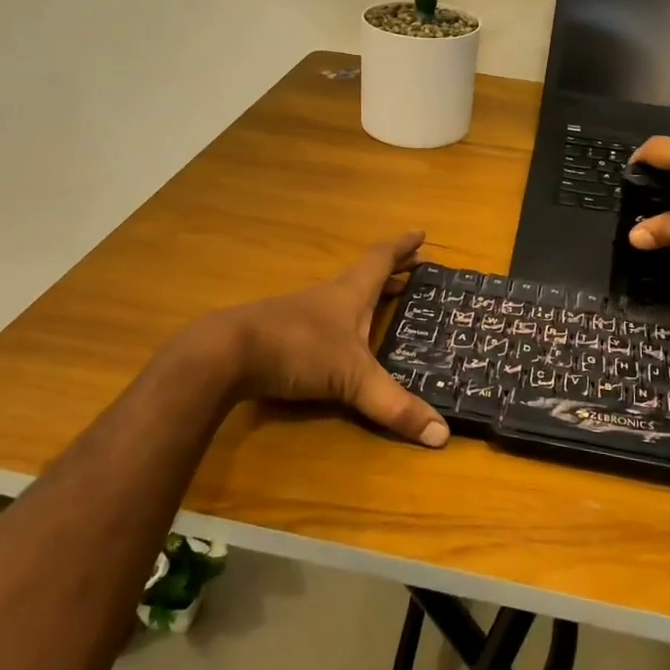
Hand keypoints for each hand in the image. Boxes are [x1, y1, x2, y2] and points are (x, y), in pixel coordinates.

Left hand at [213, 231, 448, 448]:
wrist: (227, 354)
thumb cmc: (298, 349)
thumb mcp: (352, 378)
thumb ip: (394, 405)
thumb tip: (442, 435)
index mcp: (350, 292)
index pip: (381, 259)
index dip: (402, 247)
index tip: (421, 234)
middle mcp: (328, 296)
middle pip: (365, 274)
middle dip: (392, 271)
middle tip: (415, 268)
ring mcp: (302, 313)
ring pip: (343, 296)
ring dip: (366, 295)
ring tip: (386, 301)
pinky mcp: (282, 334)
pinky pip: (323, 319)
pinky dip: (342, 320)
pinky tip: (341, 339)